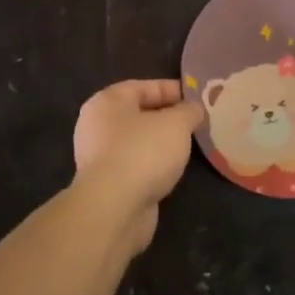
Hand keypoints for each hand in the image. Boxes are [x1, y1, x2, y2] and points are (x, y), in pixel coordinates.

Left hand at [72, 80, 202, 252]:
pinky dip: (153, 165)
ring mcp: (99, 157)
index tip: (197, 98)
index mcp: (107, 102)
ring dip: (161, 144)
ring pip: (138, 142)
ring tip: (189, 147)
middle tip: (196, 122)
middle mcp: (97, 126)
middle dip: (168, 117)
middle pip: (139, 114)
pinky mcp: (107, 184)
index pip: (143, 87)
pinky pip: (135, 165)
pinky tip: (172, 170)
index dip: (172, 89)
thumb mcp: (177, 123)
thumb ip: (189, 111)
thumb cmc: (143, 152)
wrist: (114, 208)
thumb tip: (194, 109)